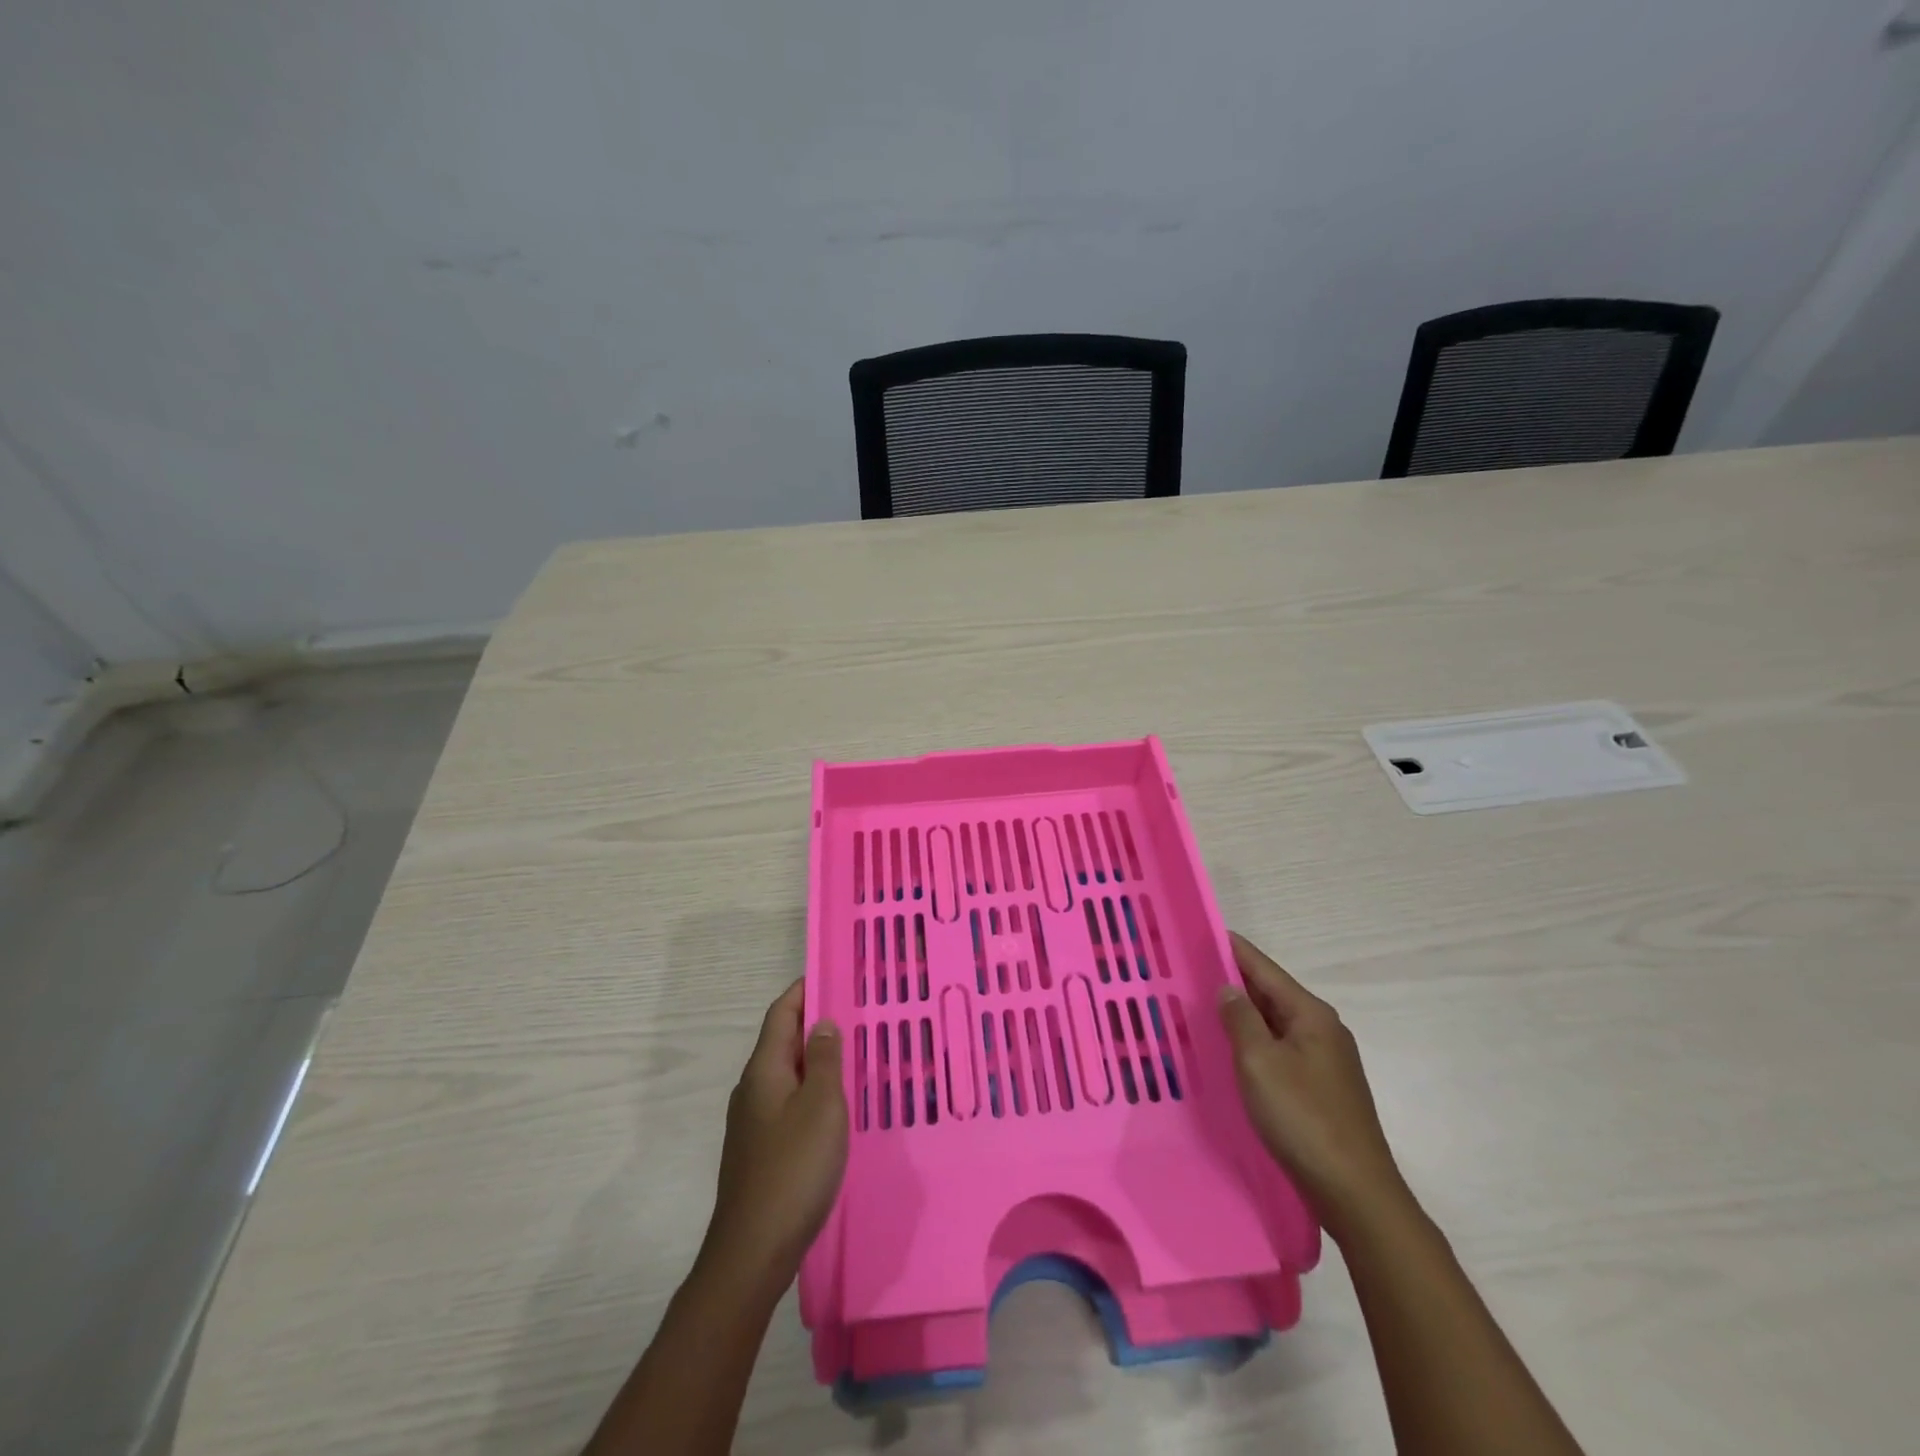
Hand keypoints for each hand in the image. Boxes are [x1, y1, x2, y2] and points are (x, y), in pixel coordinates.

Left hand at [700, 980, 848, 1292]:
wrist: (753, 1252)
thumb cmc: (793, 1170)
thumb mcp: (822, 1106)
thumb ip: (826, 1060)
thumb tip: (823, 1022)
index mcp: (765, 1070)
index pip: (782, 1013)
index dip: (804, 990)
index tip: (835, 974)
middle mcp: (753, 1089)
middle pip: (784, 1041)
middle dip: (816, 1023)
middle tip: (857, 1014)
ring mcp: (754, 1122)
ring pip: (788, 1074)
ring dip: (817, 1059)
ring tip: (854, 1055)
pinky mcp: (761, 1150)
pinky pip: (789, 1102)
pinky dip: (813, 1091)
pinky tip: (837, 1107)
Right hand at [1218, 932, 1410, 1240]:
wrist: (1355, 1193)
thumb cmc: (1303, 1118)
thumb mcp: (1259, 1062)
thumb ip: (1240, 1019)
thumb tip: (1228, 988)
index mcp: (1311, 1014)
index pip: (1264, 968)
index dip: (1232, 949)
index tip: (1201, 932)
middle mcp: (1322, 1029)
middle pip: (1271, 993)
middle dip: (1233, 980)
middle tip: (1190, 970)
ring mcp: (1325, 1060)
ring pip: (1274, 1023)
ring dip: (1242, 1013)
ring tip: (1202, 1005)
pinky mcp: (1321, 1087)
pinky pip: (1280, 1048)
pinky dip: (1254, 1040)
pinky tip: (1231, 1049)